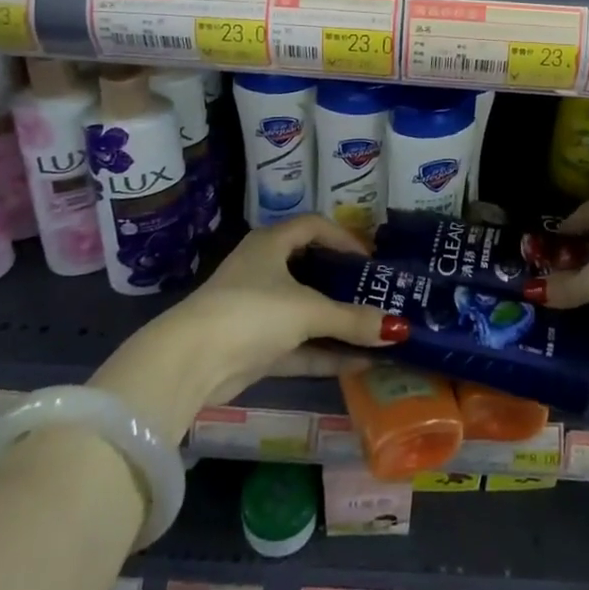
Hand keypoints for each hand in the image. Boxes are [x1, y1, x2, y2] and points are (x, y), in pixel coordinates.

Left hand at [90, 216, 407, 442]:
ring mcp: (257, 310)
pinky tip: (359, 363)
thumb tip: (398, 328)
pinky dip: (324, 352)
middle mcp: (263, 271)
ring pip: (305, 311)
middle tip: (376, 293)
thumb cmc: (251, 312)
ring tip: (375, 330)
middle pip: (311, 269)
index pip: (313, 226)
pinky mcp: (253, 347)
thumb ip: (352, 320)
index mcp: (271, 244)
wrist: (190, 363)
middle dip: (344, 283)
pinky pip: (298, 345)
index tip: (370, 259)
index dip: (343, 237)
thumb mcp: (307, 311)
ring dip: (337, 323)